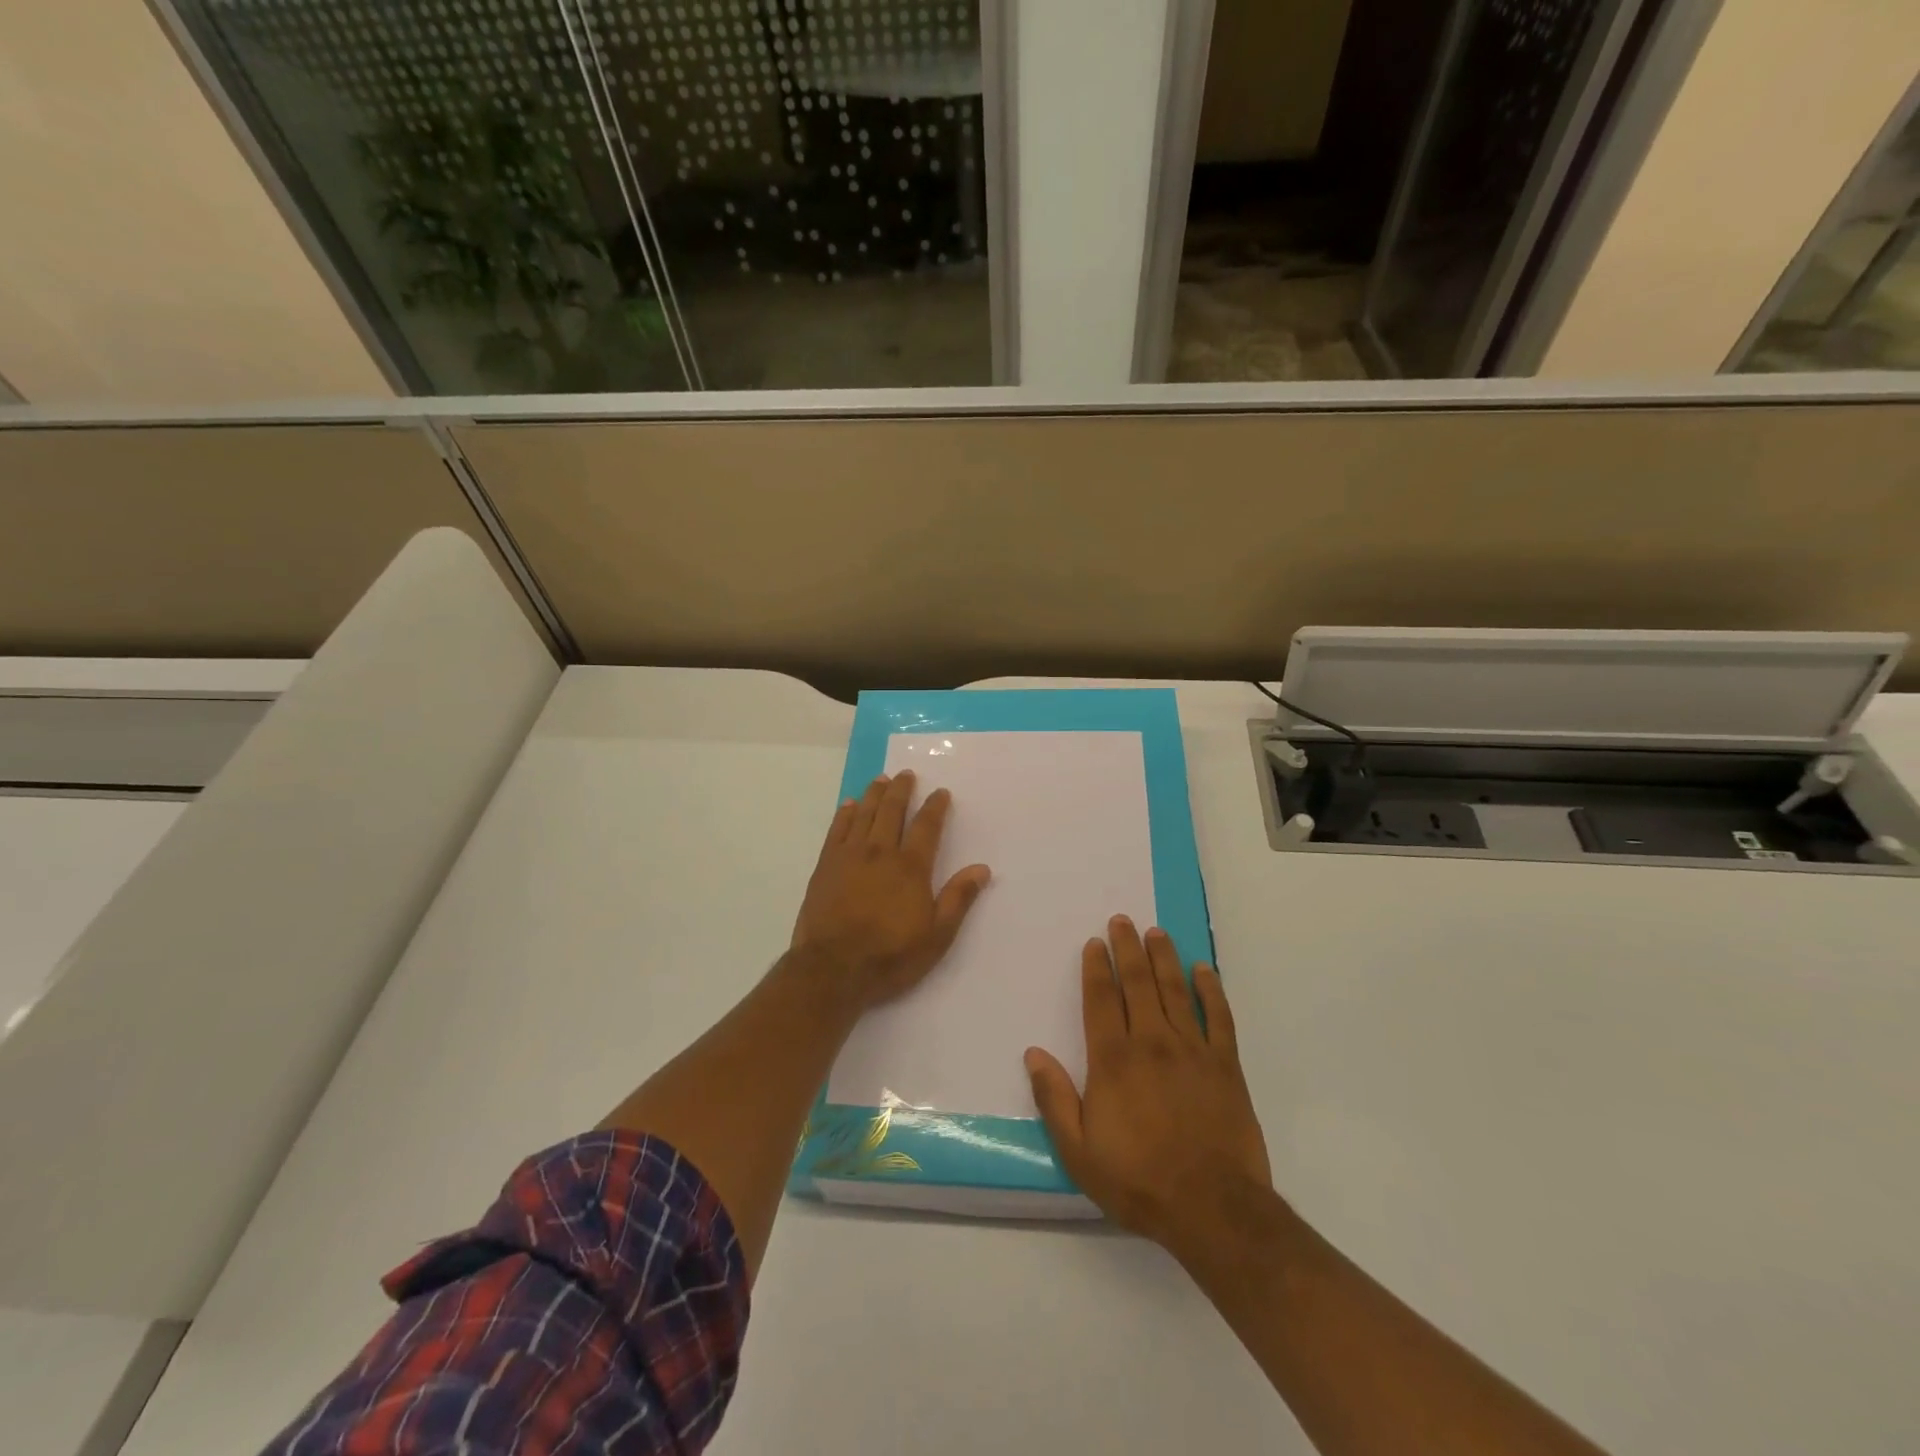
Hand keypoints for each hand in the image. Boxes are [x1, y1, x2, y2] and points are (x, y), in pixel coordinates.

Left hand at [791, 770, 991, 1012]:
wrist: (832, 969)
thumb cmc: (890, 956)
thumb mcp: (936, 936)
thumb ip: (958, 899)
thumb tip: (982, 868)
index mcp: (910, 867)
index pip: (926, 827)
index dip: (935, 807)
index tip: (941, 792)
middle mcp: (880, 852)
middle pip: (892, 811)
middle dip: (902, 790)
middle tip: (906, 774)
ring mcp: (849, 856)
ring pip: (864, 814)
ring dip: (875, 794)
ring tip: (881, 779)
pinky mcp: (826, 865)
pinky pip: (837, 829)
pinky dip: (845, 813)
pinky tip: (850, 804)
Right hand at [1026, 916, 1271, 1259]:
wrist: (1213, 1208)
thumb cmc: (1138, 1180)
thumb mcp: (1079, 1152)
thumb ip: (1055, 1099)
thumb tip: (1033, 1053)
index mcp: (1113, 1060)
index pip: (1101, 1000)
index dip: (1096, 968)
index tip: (1095, 943)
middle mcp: (1151, 1043)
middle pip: (1138, 984)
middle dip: (1128, 949)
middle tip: (1123, 921)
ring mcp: (1192, 1050)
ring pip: (1175, 990)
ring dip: (1164, 958)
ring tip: (1156, 933)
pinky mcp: (1225, 1065)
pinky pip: (1219, 1017)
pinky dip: (1211, 990)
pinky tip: (1204, 969)